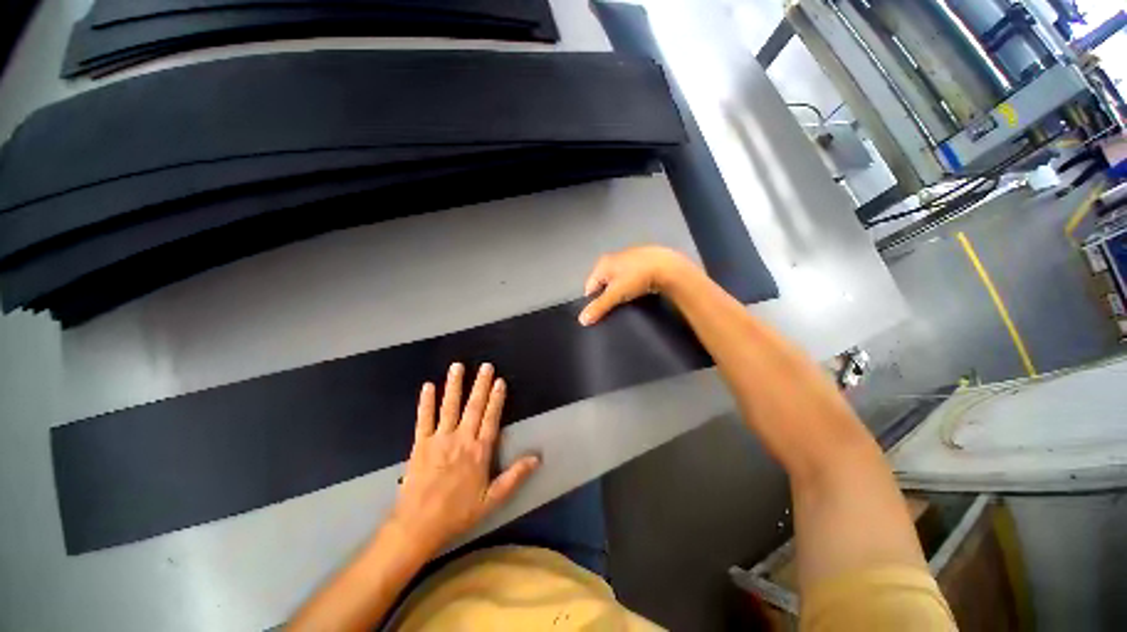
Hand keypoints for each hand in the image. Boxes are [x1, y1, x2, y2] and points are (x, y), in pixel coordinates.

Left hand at [390, 362, 539, 556]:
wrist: (418, 526)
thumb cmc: (458, 513)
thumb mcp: (492, 499)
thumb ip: (515, 476)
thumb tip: (537, 458)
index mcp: (479, 451)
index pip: (491, 418)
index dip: (496, 398)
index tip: (500, 381)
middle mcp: (462, 439)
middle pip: (474, 406)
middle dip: (481, 384)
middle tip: (486, 366)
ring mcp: (440, 439)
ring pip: (450, 406)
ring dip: (455, 385)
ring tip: (458, 366)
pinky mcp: (420, 444)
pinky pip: (424, 419)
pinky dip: (426, 402)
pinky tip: (428, 386)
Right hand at [579, 246, 694, 325]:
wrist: (668, 267)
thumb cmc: (636, 278)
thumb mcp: (615, 294)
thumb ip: (598, 307)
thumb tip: (582, 320)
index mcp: (602, 264)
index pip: (589, 287)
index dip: (592, 302)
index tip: (600, 314)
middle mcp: (613, 259)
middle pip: (603, 284)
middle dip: (606, 297)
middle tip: (614, 309)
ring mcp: (628, 260)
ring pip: (617, 282)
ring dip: (620, 293)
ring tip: (627, 304)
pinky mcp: (642, 264)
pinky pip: (630, 280)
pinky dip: (631, 288)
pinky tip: (638, 295)